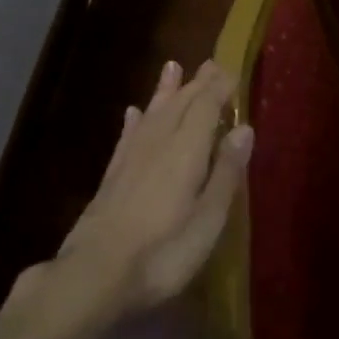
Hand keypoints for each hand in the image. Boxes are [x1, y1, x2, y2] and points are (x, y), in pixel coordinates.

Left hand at [54, 58, 251, 316]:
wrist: (94, 275)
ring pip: (153, 113)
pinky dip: (135, 120)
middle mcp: (158, 143)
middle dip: (197, 83)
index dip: (220, 88)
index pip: (206, 106)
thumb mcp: (208, 220)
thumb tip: (244, 128)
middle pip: (180, 104)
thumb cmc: (163, 253)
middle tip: (210, 64)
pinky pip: (128, 136)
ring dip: (165, 90)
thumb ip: (226, 172)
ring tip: (172, 67)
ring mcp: (131, 158)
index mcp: (186, 151)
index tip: (232, 72)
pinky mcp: (112, 176)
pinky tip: (134, 113)